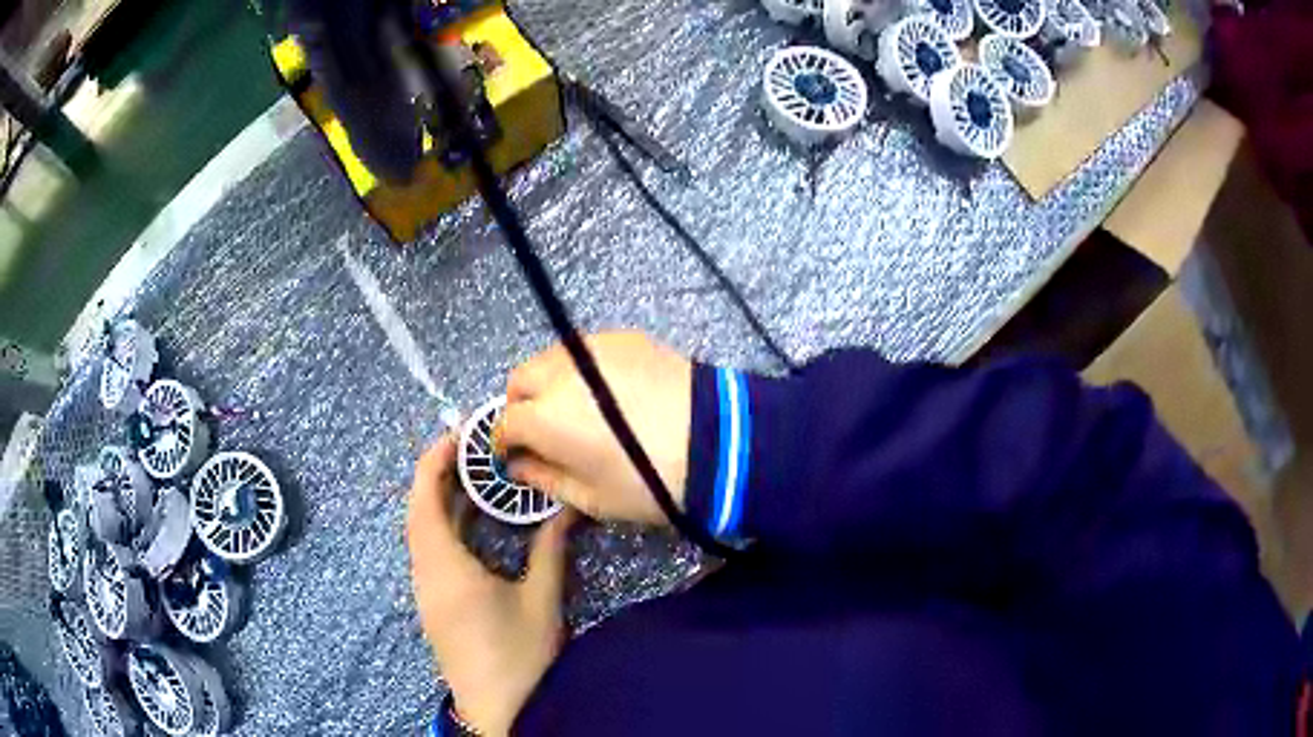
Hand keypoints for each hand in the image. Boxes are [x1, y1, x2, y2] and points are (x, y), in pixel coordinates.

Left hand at [406, 435, 574, 735]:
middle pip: (418, 511)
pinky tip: (475, 527)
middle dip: (439, 475)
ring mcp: (426, 591)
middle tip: (473, 450)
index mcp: (445, 567)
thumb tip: (569, 507)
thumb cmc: (519, 656)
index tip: (459, 435)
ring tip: (476, 479)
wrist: (500, 711)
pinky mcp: (434, 605)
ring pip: (422, 532)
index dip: (435, 461)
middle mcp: (425, 573)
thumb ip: (552, 550)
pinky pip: (430, 551)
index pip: (424, 499)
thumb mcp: (542, 602)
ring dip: (442, 501)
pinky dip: (446, 527)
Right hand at [496, 331, 692, 524]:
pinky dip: (582, 369)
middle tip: (544, 432)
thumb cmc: (650, 482)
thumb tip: (518, 466)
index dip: (505, 443)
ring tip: (577, 409)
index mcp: (543, 417)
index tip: (514, 456)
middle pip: (519, 380)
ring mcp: (593, 348)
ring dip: (549, 383)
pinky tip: (609, 391)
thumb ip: (544, 478)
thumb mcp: (592, 498)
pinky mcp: (625, 338)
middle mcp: (558, 373)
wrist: (719, 443)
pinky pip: (586, 349)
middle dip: (521, 406)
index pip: (505, 423)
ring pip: (550, 359)